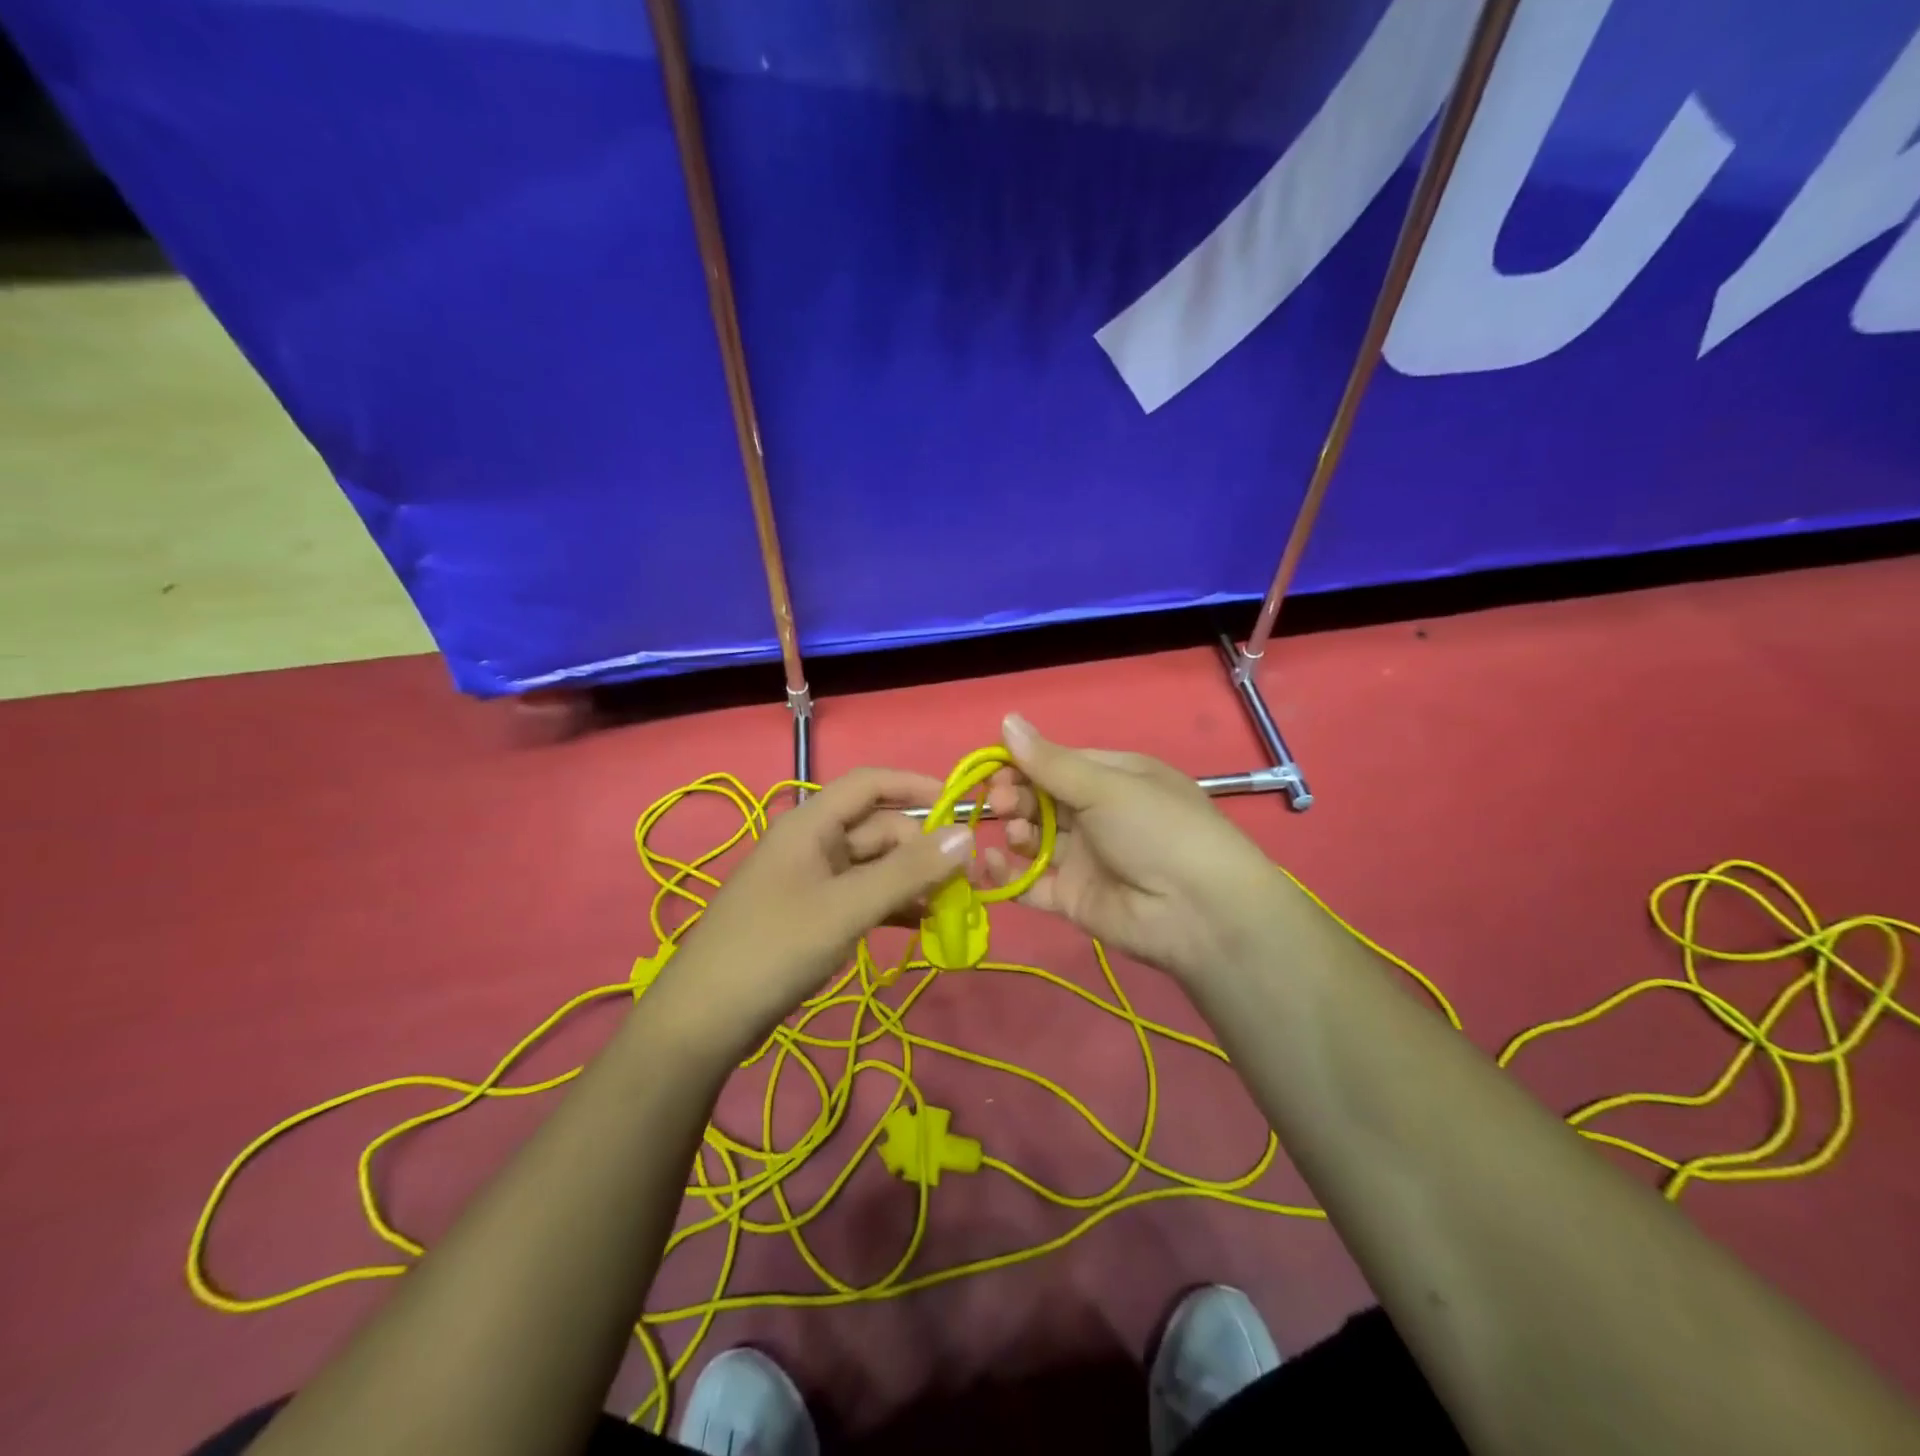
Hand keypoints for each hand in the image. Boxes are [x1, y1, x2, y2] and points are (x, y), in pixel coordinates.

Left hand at [651, 768, 974, 1056]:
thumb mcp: (846, 907)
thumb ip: (907, 871)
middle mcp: (813, 843)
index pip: (870, 784)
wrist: (704, 1019)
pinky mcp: (813, 915)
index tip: (961, 806)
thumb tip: (965, 834)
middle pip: (878, 828)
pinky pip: (862, 897)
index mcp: (811, 823)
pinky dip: (892, 906)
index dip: (915, 786)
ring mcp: (812, 881)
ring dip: (911, 880)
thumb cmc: (775, 948)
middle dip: (922, 848)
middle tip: (964, 882)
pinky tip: (922, 925)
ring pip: (874, 866)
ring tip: (952, 906)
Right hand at [983, 715, 1289, 985]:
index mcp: (1113, 778)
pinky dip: (1007, 875)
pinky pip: (1030, 882)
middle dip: (1015, 797)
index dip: (1021, 764)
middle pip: (1040, 800)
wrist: (1198, 911)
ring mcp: (1084, 858)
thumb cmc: (1156, 829)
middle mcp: (1096, 814)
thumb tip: (1006, 720)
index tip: (993, 769)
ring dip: (1015, 832)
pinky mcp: (1071, 897)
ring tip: (1018, 835)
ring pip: (1034, 839)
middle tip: (1001, 803)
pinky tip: (990, 864)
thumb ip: (1050, 762)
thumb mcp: (1106, 787)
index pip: (1055, 763)